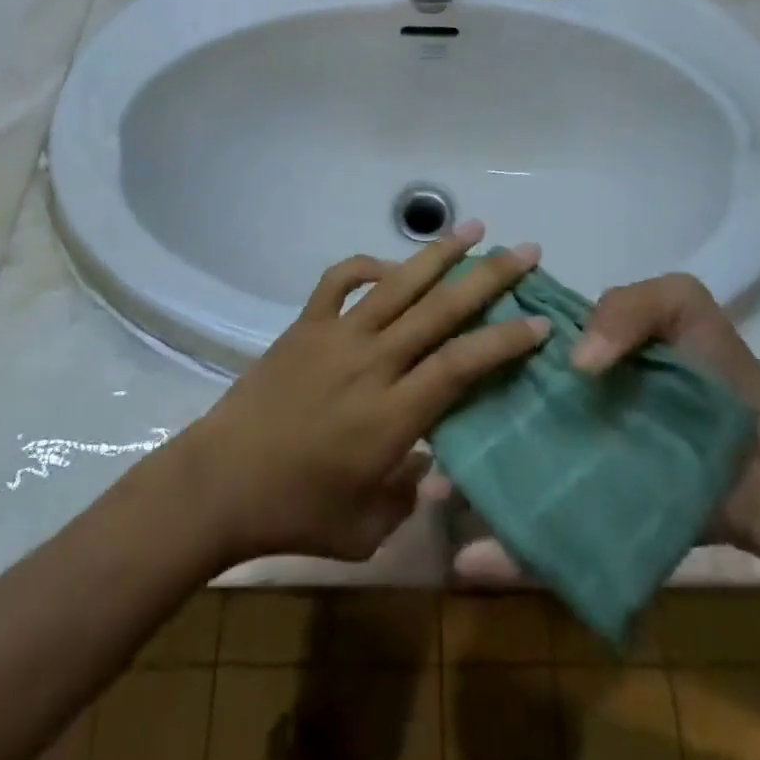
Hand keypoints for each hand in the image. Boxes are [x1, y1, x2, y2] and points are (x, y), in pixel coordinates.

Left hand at [178, 223, 548, 566]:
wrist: (219, 484)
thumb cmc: (296, 514)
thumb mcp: (367, 530)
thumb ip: (411, 495)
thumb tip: (438, 464)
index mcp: (393, 415)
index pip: (462, 365)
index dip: (505, 341)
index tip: (540, 322)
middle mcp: (372, 363)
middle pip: (440, 310)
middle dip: (489, 278)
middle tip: (526, 252)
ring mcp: (337, 336)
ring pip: (398, 283)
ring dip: (439, 254)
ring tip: (474, 228)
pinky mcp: (306, 325)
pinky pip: (341, 280)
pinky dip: (368, 263)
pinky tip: (390, 264)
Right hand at [428, 272, 759, 579]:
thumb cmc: (716, 371)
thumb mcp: (677, 304)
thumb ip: (624, 307)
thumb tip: (577, 363)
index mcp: (568, 354)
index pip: (506, 344)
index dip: (469, 344)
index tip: (430, 351)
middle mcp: (557, 406)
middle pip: (493, 408)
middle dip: (452, 417)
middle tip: (420, 431)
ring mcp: (567, 463)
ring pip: (503, 471)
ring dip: (462, 483)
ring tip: (431, 492)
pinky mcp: (585, 518)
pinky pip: (540, 537)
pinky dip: (504, 552)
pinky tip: (467, 562)